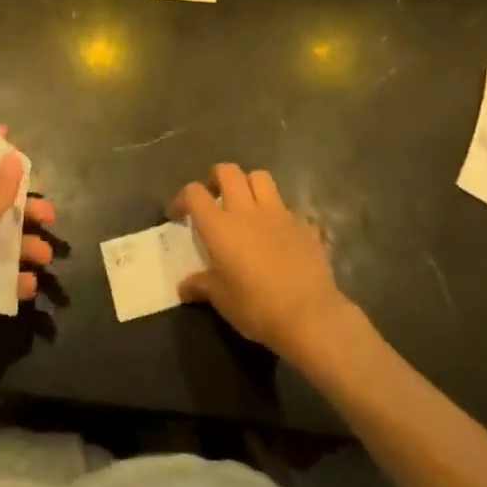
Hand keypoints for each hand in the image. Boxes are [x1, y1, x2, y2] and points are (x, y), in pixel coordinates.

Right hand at [169, 163, 355, 362]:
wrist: (309, 316)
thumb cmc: (255, 306)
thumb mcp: (220, 299)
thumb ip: (200, 286)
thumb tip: (183, 287)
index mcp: (220, 225)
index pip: (194, 193)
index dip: (182, 198)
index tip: (178, 214)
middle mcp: (247, 210)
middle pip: (228, 171)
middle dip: (216, 177)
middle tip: (214, 196)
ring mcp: (279, 214)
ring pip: (261, 177)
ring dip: (250, 184)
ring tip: (246, 204)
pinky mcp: (305, 226)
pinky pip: (290, 209)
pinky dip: (281, 216)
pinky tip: (281, 234)